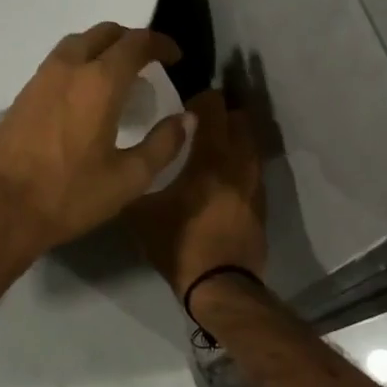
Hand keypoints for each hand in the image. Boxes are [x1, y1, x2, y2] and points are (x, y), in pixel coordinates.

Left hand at [0, 24, 193, 267]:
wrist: (0, 209)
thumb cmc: (69, 195)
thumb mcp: (128, 178)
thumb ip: (163, 144)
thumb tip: (186, 118)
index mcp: (100, 81)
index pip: (137, 42)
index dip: (161, 44)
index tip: (175, 58)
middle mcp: (69, 67)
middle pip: (105, 33)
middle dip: (132, 40)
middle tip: (149, 63)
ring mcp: (41, 78)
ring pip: (77, 43)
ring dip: (103, 48)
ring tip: (119, 75)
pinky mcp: (23, 94)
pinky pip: (59, 61)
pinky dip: (80, 62)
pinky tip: (87, 93)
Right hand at [126, 89, 266, 297]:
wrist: (221, 287)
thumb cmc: (179, 245)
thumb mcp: (141, 215)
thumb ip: (135, 183)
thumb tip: (125, 168)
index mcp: (210, 159)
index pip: (214, 110)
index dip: (202, 98)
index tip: (185, 101)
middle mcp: (238, 164)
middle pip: (240, 121)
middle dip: (222, 113)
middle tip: (199, 119)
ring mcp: (255, 185)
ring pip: (251, 145)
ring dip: (235, 137)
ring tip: (213, 144)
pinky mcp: (261, 205)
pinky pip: (253, 170)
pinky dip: (241, 162)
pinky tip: (224, 174)